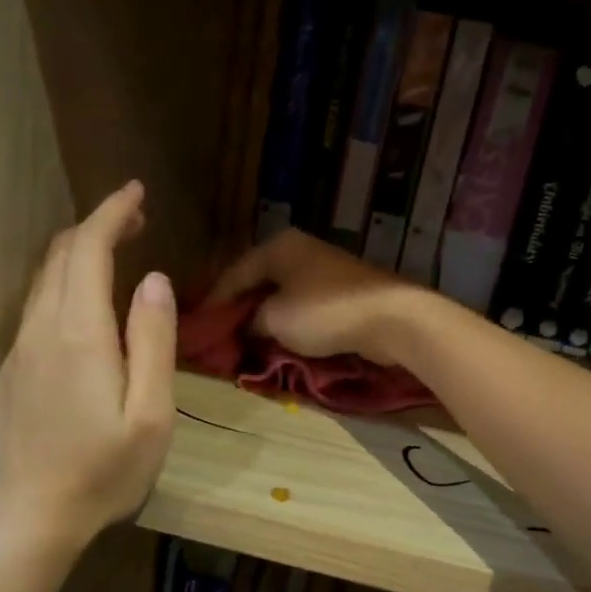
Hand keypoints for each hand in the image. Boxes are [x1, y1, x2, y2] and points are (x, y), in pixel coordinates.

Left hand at [0, 181, 176, 549]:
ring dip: (76, 258)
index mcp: (79, 334)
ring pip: (42, 284)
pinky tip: (80, 311)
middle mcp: (39, 331)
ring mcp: (16, 354)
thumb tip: (153, 281)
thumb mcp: (150, 415)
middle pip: (60, 258)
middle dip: (95, 227)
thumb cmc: (103, 474)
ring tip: (111, 255)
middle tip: (132, 220)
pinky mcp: (7, 377)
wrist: (28, 522)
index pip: (88, 249)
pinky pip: (33, 314)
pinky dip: (60, 290)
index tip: (135, 192)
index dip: (111, 212)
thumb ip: (153, 343)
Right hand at [204, 229, 429, 365]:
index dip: (214, 303)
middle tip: (221, 338)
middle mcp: (299, 252)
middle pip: (257, 283)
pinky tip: (279, 342)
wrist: (391, 319)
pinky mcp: (342, 293)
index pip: (233, 274)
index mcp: (278, 247)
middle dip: (239, 312)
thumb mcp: (275, 319)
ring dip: (264, 320)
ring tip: (246, 344)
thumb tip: (248, 328)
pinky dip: (288, 324)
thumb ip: (251, 322)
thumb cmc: (325, 313)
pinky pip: (303, 308)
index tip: (198, 328)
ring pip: (281, 297)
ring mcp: (323, 271)